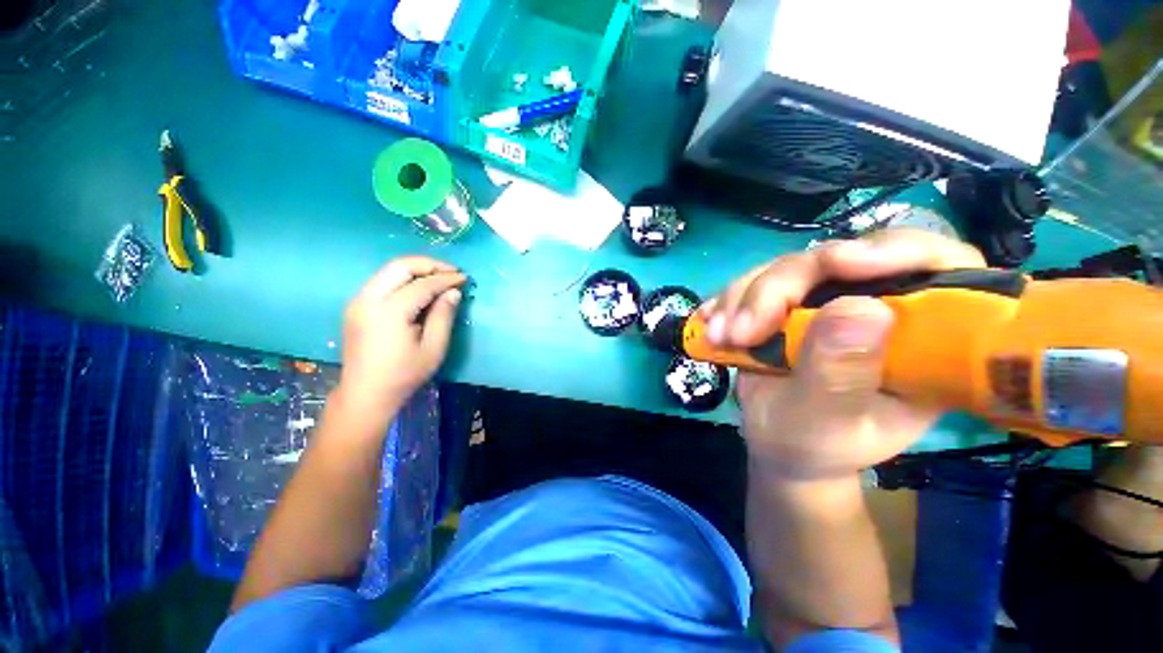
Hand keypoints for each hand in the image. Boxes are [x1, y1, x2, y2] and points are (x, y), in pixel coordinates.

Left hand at [336, 256, 465, 419]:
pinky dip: (404, 278)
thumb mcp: (433, 348)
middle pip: (399, 266)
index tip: (465, 278)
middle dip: (429, 264)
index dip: (446, 279)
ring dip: (416, 269)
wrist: (366, 393)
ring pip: (389, 270)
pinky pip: (382, 280)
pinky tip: (420, 287)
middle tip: (452, 271)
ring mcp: (358, 300)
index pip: (422, 284)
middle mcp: (368, 299)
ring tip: (440, 276)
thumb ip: (443, 316)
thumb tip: (453, 292)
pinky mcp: (356, 306)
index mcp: (389, 311)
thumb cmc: (404, 374)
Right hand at [702, 229, 985, 478]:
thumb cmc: (812, 445)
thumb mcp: (827, 422)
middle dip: (779, 288)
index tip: (840, 263)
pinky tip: (710, 324)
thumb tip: (858, 308)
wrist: (776, 443)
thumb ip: (841, 374)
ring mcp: (828, 299)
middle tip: (739, 331)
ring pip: (786, 268)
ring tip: (718, 337)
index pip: (940, 267)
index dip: (897, 251)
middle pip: (839, 258)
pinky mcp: (788, 301)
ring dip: (742, 298)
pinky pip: (755, 282)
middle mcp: (879, 305)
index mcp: (923, 339)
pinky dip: (728, 300)